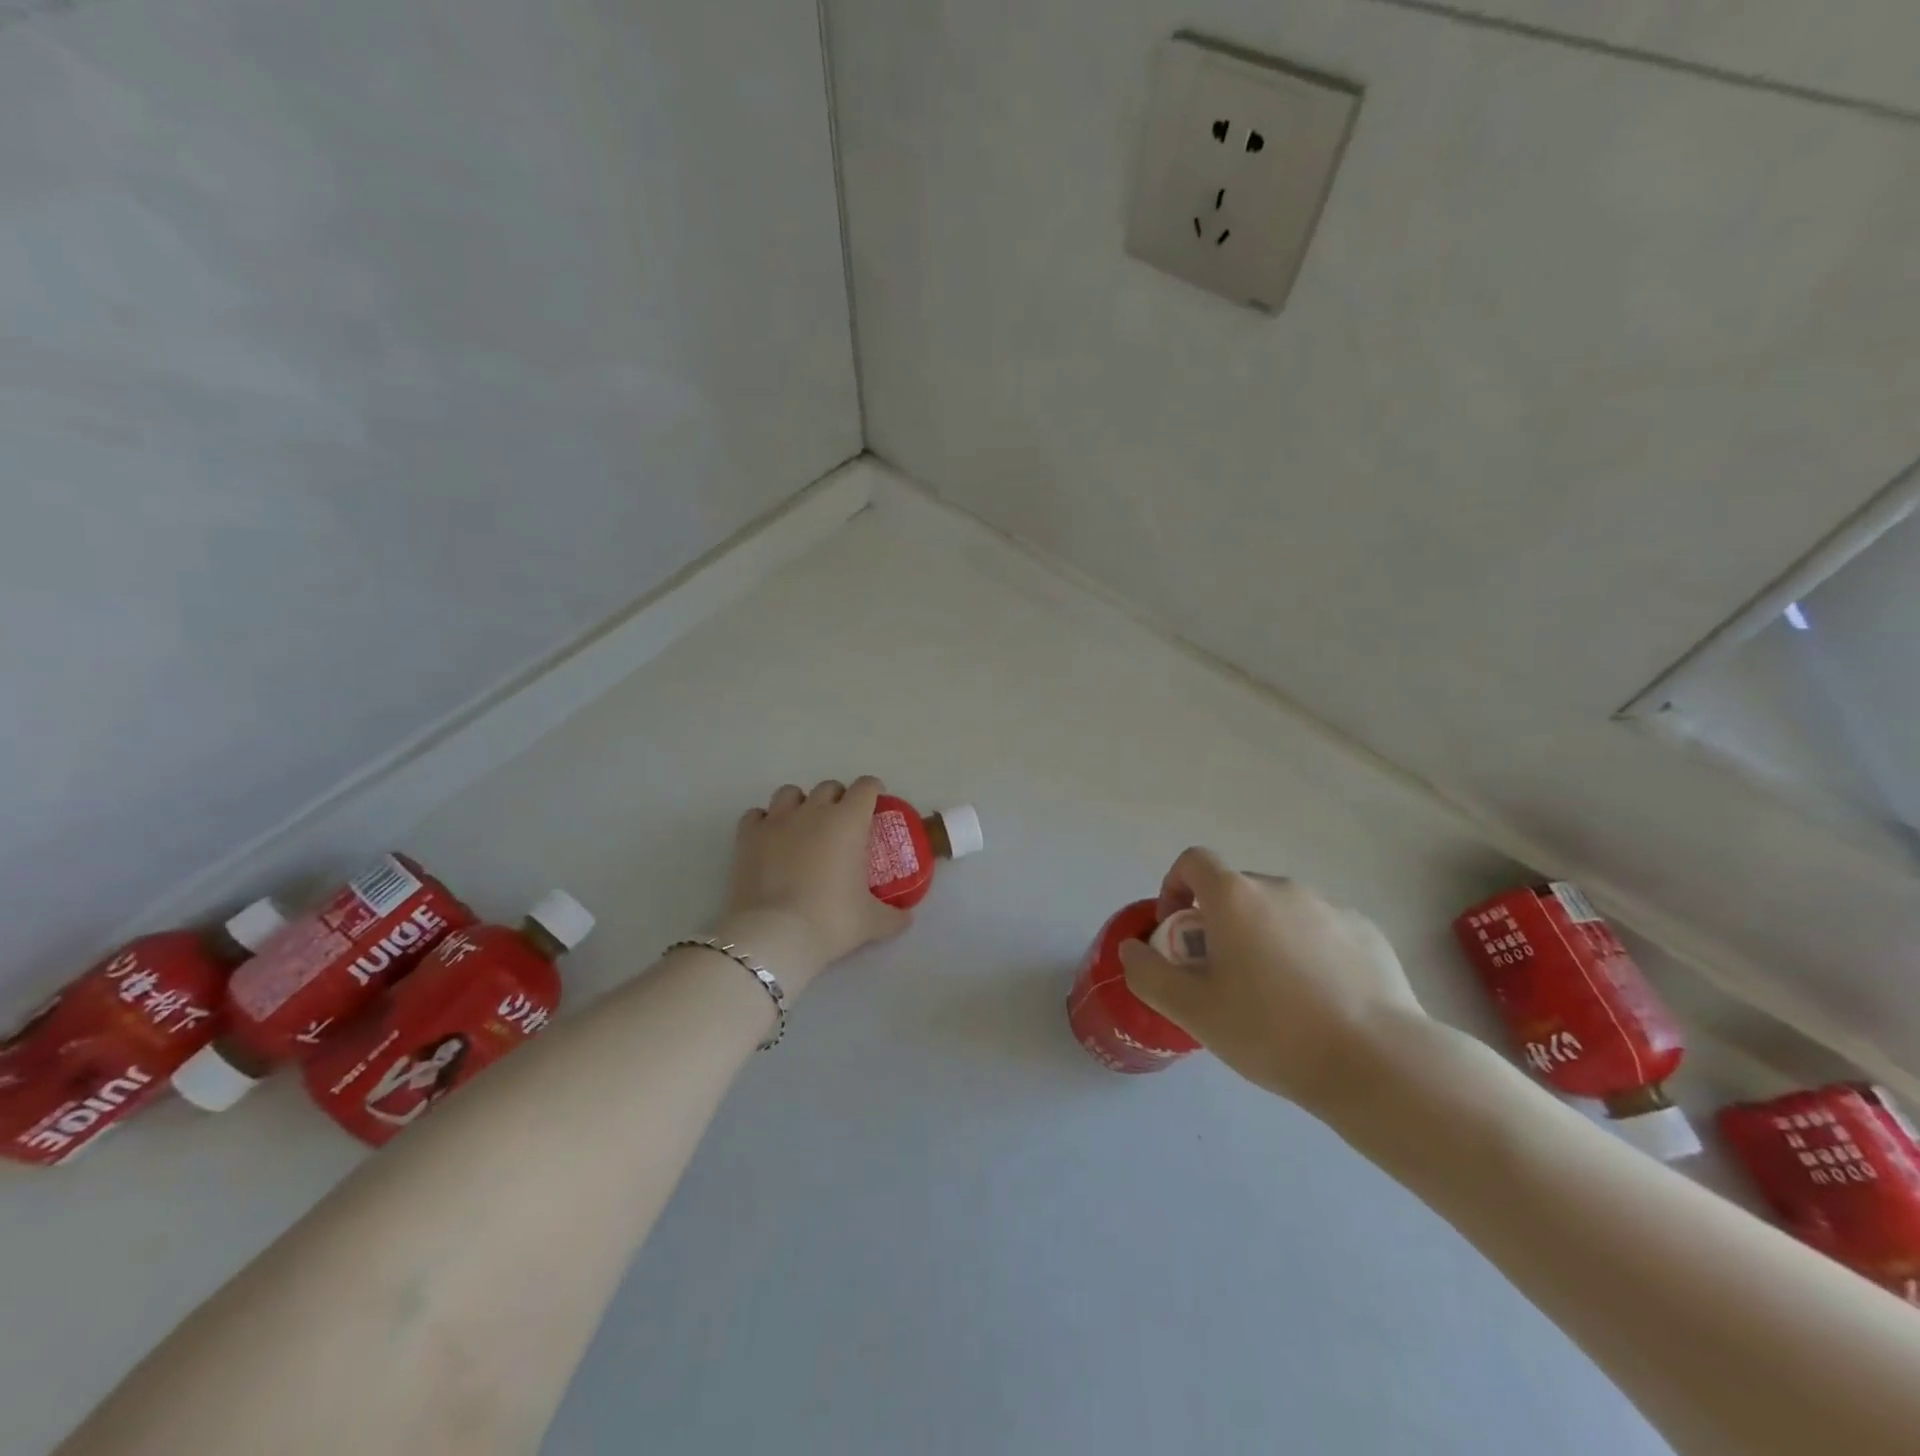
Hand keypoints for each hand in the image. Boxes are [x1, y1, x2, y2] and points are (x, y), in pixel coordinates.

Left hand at [720, 776, 909, 992]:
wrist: (775, 935)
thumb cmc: (831, 921)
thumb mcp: (872, 922)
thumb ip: (893, 916)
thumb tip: (907, 918)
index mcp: (848, 821)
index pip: (865, 788)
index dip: (873, 791)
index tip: (875, 803)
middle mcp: (813, 811)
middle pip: (829, 787)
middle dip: (838, 799)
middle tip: (842, 823)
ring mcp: (777, 821)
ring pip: (790, 793)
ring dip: (800, 804)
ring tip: (803, 826)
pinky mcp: (747, 836)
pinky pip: (756, 815)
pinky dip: (764, 821)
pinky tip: (770, 838)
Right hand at [1119, 847, 1426, 1113]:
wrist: (1378, 1063)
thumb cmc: (1272, 1031)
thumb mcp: (1192, 1011)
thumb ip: (1148, 973)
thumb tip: (1133, 948)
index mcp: (1236, 897)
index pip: (1193, 862)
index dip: (1174, 888)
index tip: (1178, 934)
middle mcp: (1282, 888)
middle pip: (1235, 890)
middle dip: (1218, 923)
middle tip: (1223, 977)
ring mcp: (1330, 907)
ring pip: (1279, 912)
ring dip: (1264, 937)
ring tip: (1275, 996)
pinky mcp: (1367, 932)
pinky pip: (1320, 930)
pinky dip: (1307, 951)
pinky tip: (1320, 1000)